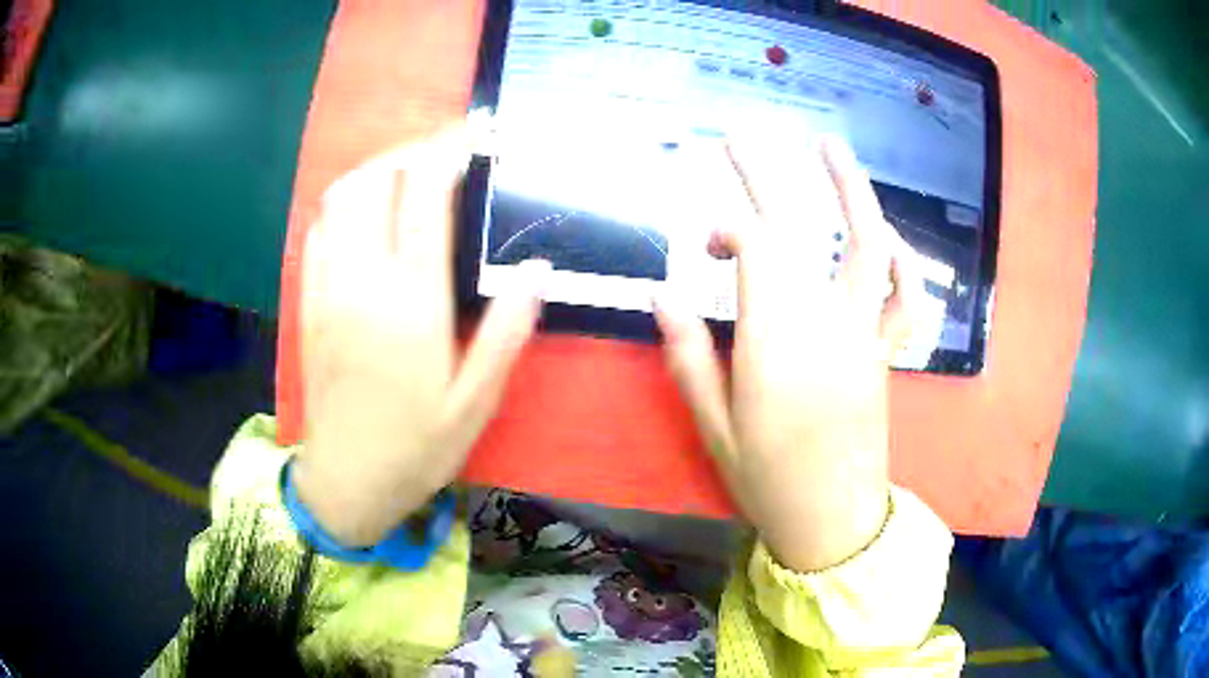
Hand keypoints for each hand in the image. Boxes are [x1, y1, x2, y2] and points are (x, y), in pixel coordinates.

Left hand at [294, 126, 549, 546]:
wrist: (346, 481)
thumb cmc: (417, 447)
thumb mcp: (476, 403)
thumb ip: (506, 332)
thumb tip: (538, 269)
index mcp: (411, 303)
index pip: (424, 196)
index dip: (449, 151)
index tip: (475, 133)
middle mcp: (363, 281)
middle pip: (376, 179)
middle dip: (412, 151)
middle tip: (448, 154)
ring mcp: (327, 287)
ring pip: (341, 196)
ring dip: (377, 170)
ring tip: (410, 176)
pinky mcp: (308, 300)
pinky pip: (320, 227)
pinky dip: (346, 202)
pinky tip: (369, 214)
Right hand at [656, 135, 920, 571]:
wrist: (834, 520)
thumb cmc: (767, 479)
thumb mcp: (714, 427)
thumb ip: (689, 355)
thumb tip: (662, 292)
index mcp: (777, 343)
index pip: (758, 250)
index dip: (728, 226)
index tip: (703, 243)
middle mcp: (826, 323)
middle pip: (803, 230)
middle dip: (767, 177)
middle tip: (740, 138)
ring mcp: (865, 334)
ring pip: (868, 247)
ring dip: (851, 191)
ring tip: (829, 146)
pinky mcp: (885, 351)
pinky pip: (905, 297)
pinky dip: (902, 259)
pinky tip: (887, 232)